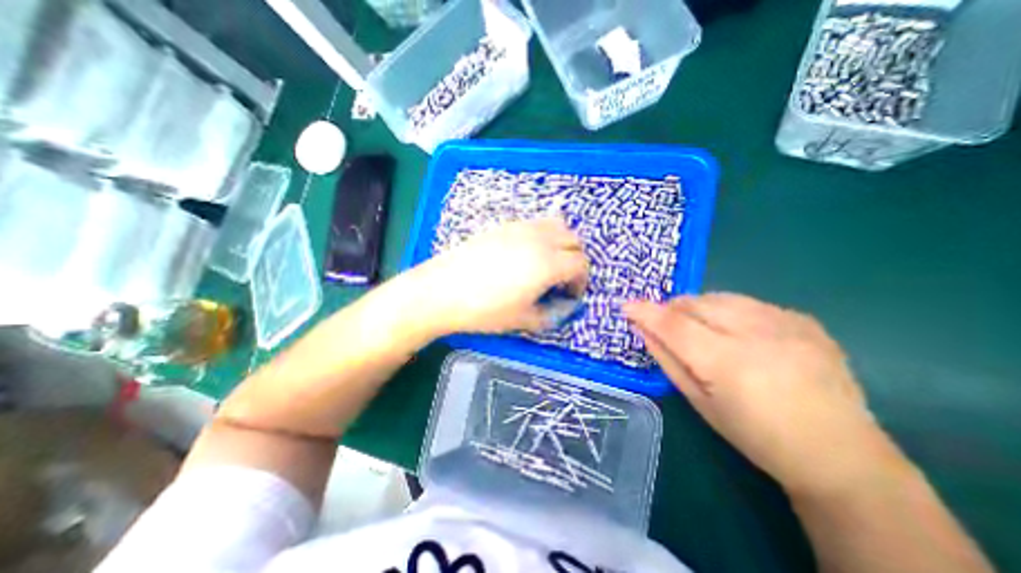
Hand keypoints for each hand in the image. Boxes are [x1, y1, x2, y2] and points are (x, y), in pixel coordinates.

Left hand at [409, 219, 591, 334]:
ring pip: (557, 225)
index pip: (580, 264)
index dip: (581, 282)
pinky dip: (544, 236)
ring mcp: (521, 228)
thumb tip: (563, 308)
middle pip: (574, 240)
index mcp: (548, 263)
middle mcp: (539, 239)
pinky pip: (536, 224)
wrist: (442, 290)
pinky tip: (527, 254)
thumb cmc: (485, 310)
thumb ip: (551, 315)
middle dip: (575, 261)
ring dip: (562, 244)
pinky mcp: (505, 226)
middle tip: (562, 280)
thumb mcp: (523, 320)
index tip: (569, 296)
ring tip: (549, 263)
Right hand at [626, 296, 894, 496]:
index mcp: (729, 363)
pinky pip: (748, 303)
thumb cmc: (755, 436)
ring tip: (699, 328)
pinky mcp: (803, 320)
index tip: (626, 305)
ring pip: (720, 297)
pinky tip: (736, 333)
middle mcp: (759, 335)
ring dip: (698, 307)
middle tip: (665, 325)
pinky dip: (728, 311)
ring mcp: (787, 323)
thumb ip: (667, 359)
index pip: (674, 325)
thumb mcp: (699, 402)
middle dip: (672, 309)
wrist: (840, 455)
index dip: (646, 312)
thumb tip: (642, 329)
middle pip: (696, 303)